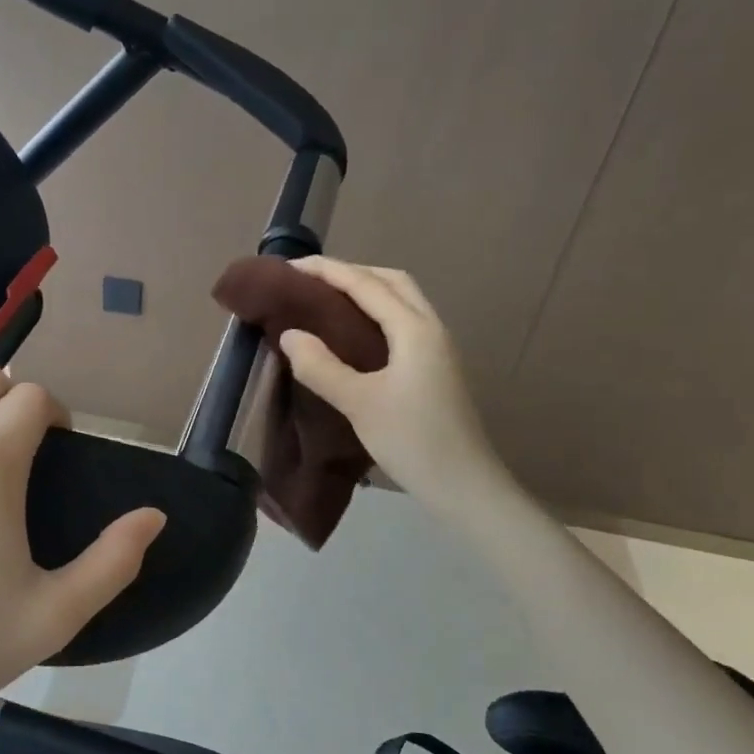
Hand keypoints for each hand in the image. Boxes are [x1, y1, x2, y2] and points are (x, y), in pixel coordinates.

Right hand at [278, 257, 506, 514]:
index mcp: (413, 329)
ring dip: (366, 291)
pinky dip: (376, 314)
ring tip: (327, 302)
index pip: (365, 284)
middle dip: (350, 273)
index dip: (327, 271)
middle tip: (310, 283)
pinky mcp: (436, 368)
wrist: (464, 485)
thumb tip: (289, 335)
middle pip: (391, 281)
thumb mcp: (359, 403)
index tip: (289, 268)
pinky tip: (355, 336)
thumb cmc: (413, 440)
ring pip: (401, 301)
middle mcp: (430, 328)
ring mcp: (437, 348)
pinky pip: (403, 323)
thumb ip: (321, 367)